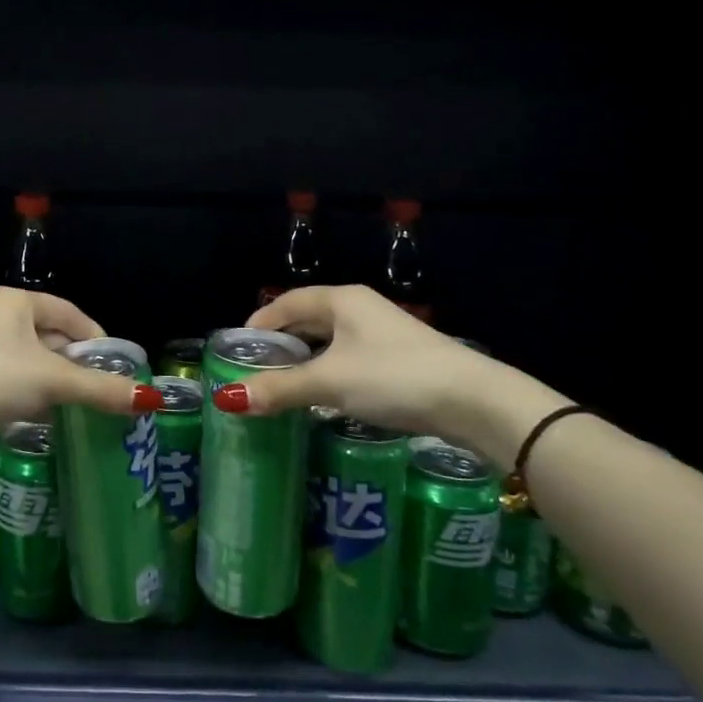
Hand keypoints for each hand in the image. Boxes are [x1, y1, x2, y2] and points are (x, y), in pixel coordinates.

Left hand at [0, 288, 157, 478]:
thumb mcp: (52, 381)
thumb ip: (100, 388)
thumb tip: (150, 399)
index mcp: (21, 302)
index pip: (73, 315)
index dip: (97, 340)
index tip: (116, 368)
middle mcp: (1, 315)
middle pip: (53, 337)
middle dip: (76, 365)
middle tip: (99, 392)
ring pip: (33, 360)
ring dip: (53, 382)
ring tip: (74, 407)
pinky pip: (13, 377)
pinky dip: (30, 393)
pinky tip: (40, 415)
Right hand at [216, 285, 551, 465]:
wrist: (474, 401)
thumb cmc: (394, 377)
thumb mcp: (330, 382)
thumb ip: (280, 389)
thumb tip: (228, 399)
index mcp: (342, 300)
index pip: (288, 302)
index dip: (261, 321)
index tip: (239, 347)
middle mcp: (361, 310)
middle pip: (309, 320)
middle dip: (282, 343)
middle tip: (255, 369)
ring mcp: (383, 336)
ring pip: (331, 343)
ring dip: (306, 362)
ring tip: (282, 387)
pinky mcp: (399, 362)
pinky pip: (350, 362)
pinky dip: (329, 375)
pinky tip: (323, 400)